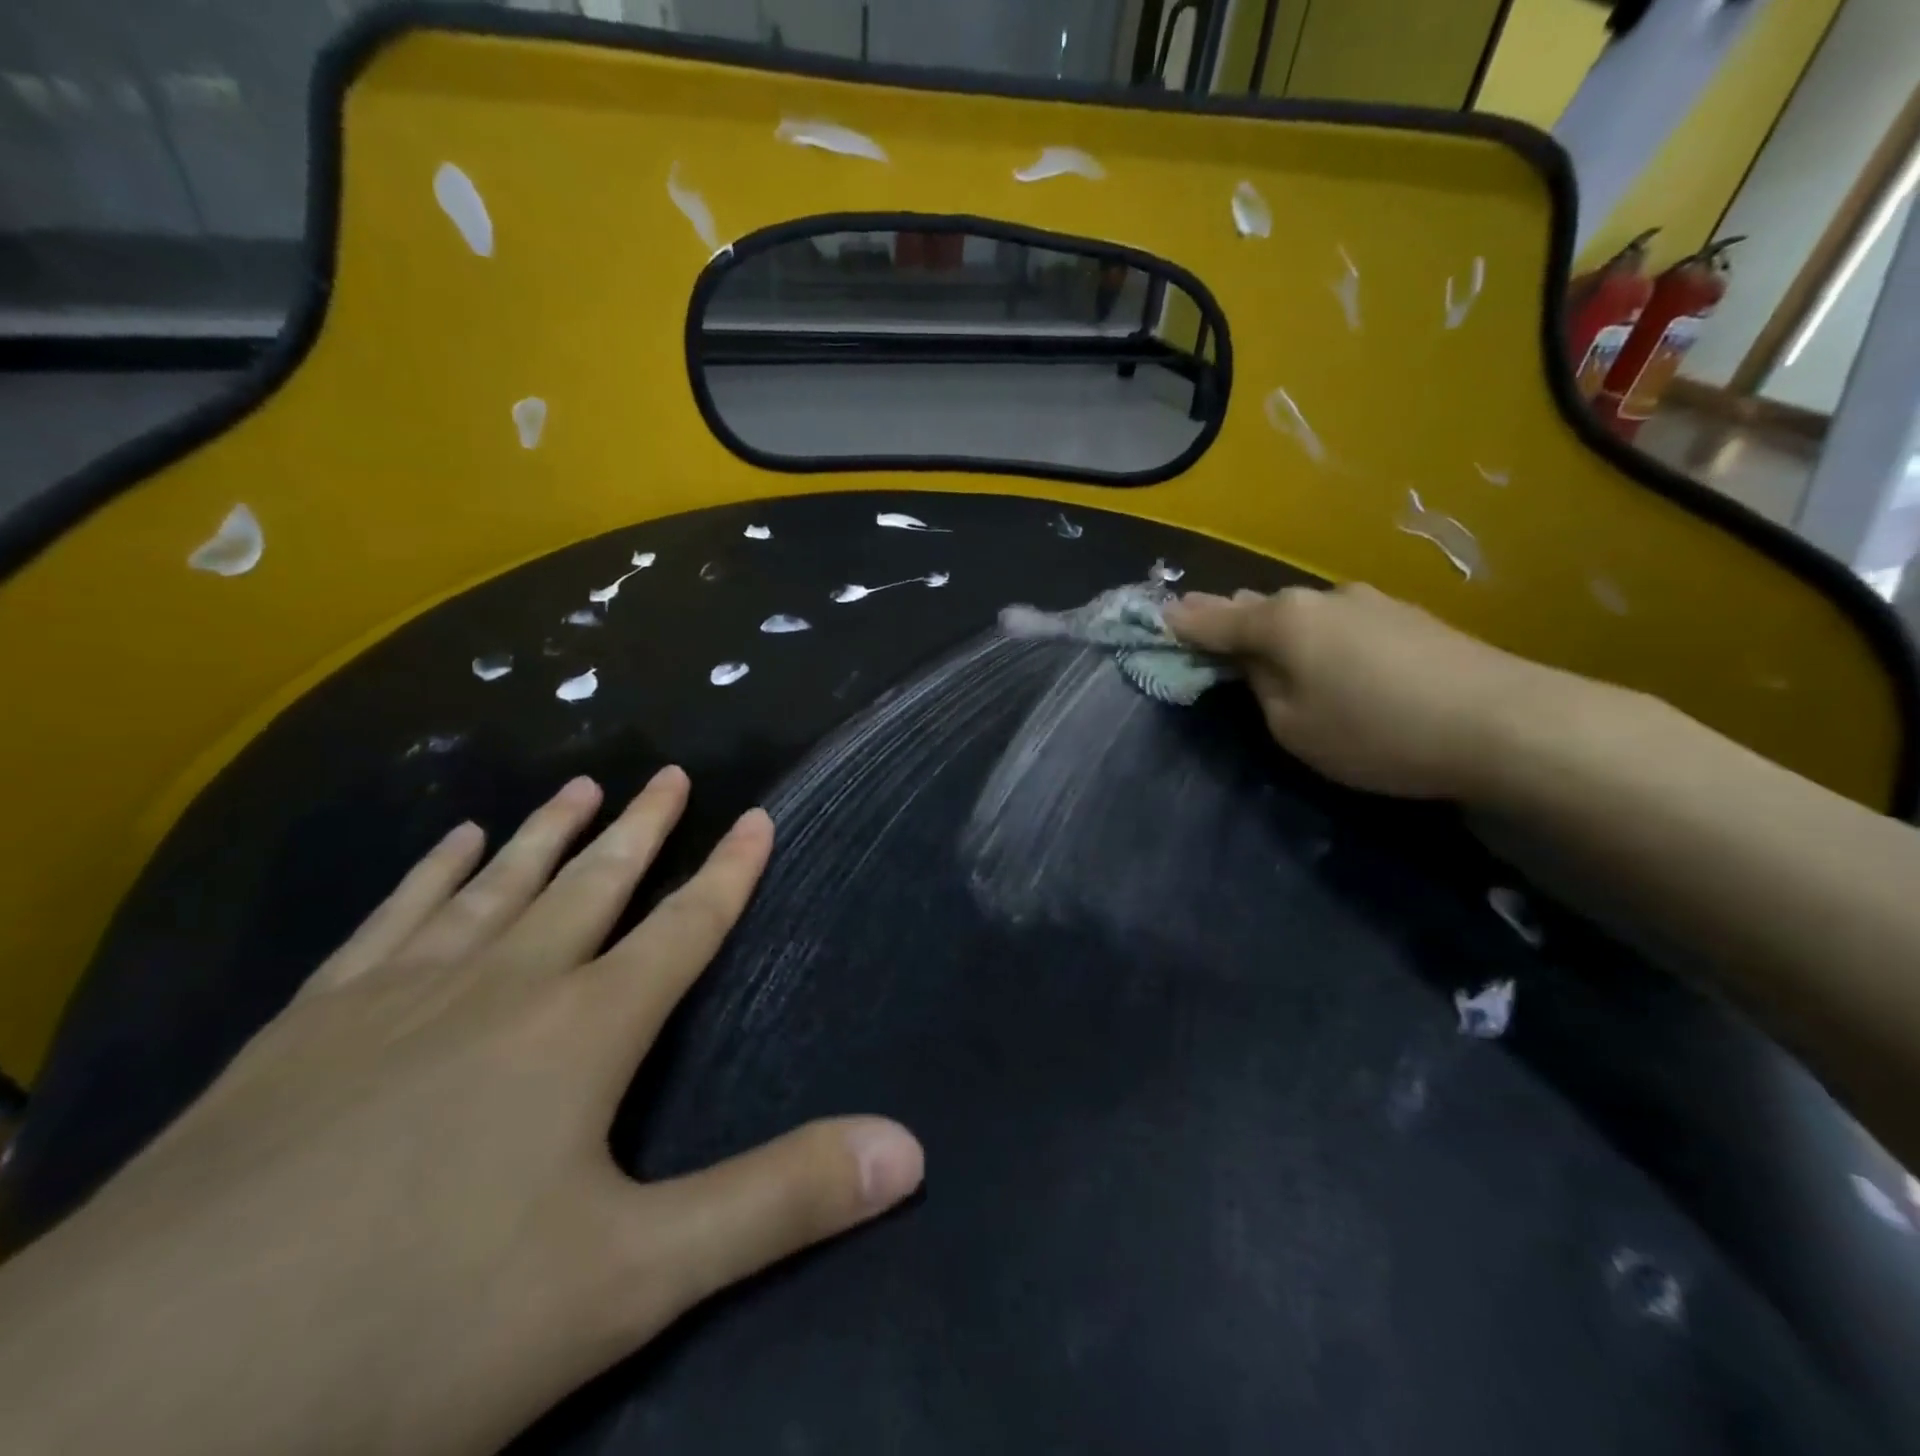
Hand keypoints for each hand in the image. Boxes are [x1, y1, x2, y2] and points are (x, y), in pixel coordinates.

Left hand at [0, 770, 923, 1455]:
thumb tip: (909, 1148)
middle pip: (592, 885)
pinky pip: (391, 919)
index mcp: (581, 1032)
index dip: (729, 873)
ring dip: (545, 834)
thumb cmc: (413, 1336)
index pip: (684, 928)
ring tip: (577, 786)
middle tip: (667, 772)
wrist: (116, 1409)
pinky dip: (431, 874)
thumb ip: (778, 1202)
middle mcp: (501, 987)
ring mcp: (395, 998)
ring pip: (496, 887)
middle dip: (641, 829)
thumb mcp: (629, 1282)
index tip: (757, 815)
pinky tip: (449, 843)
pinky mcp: (304, 1030)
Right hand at [1166, 583, 1578, 799]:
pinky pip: (1340, 623)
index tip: (1156, 618)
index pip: (1214, 619)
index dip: (1182, 623)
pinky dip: (1320, 637)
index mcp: (1282, 622)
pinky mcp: (1408, 618)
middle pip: (1260, 608)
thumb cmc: (1374, 730)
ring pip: (1304, 614)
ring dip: (1278, 628)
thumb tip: (1255, 662)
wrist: (1502, 723)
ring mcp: (1370, 603)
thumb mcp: (1293, 725)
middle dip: (1229, 619)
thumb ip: (1260, 688)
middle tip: (1203, 629)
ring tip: (1264, 644)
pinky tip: (1330, 657)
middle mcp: (1321, 598)